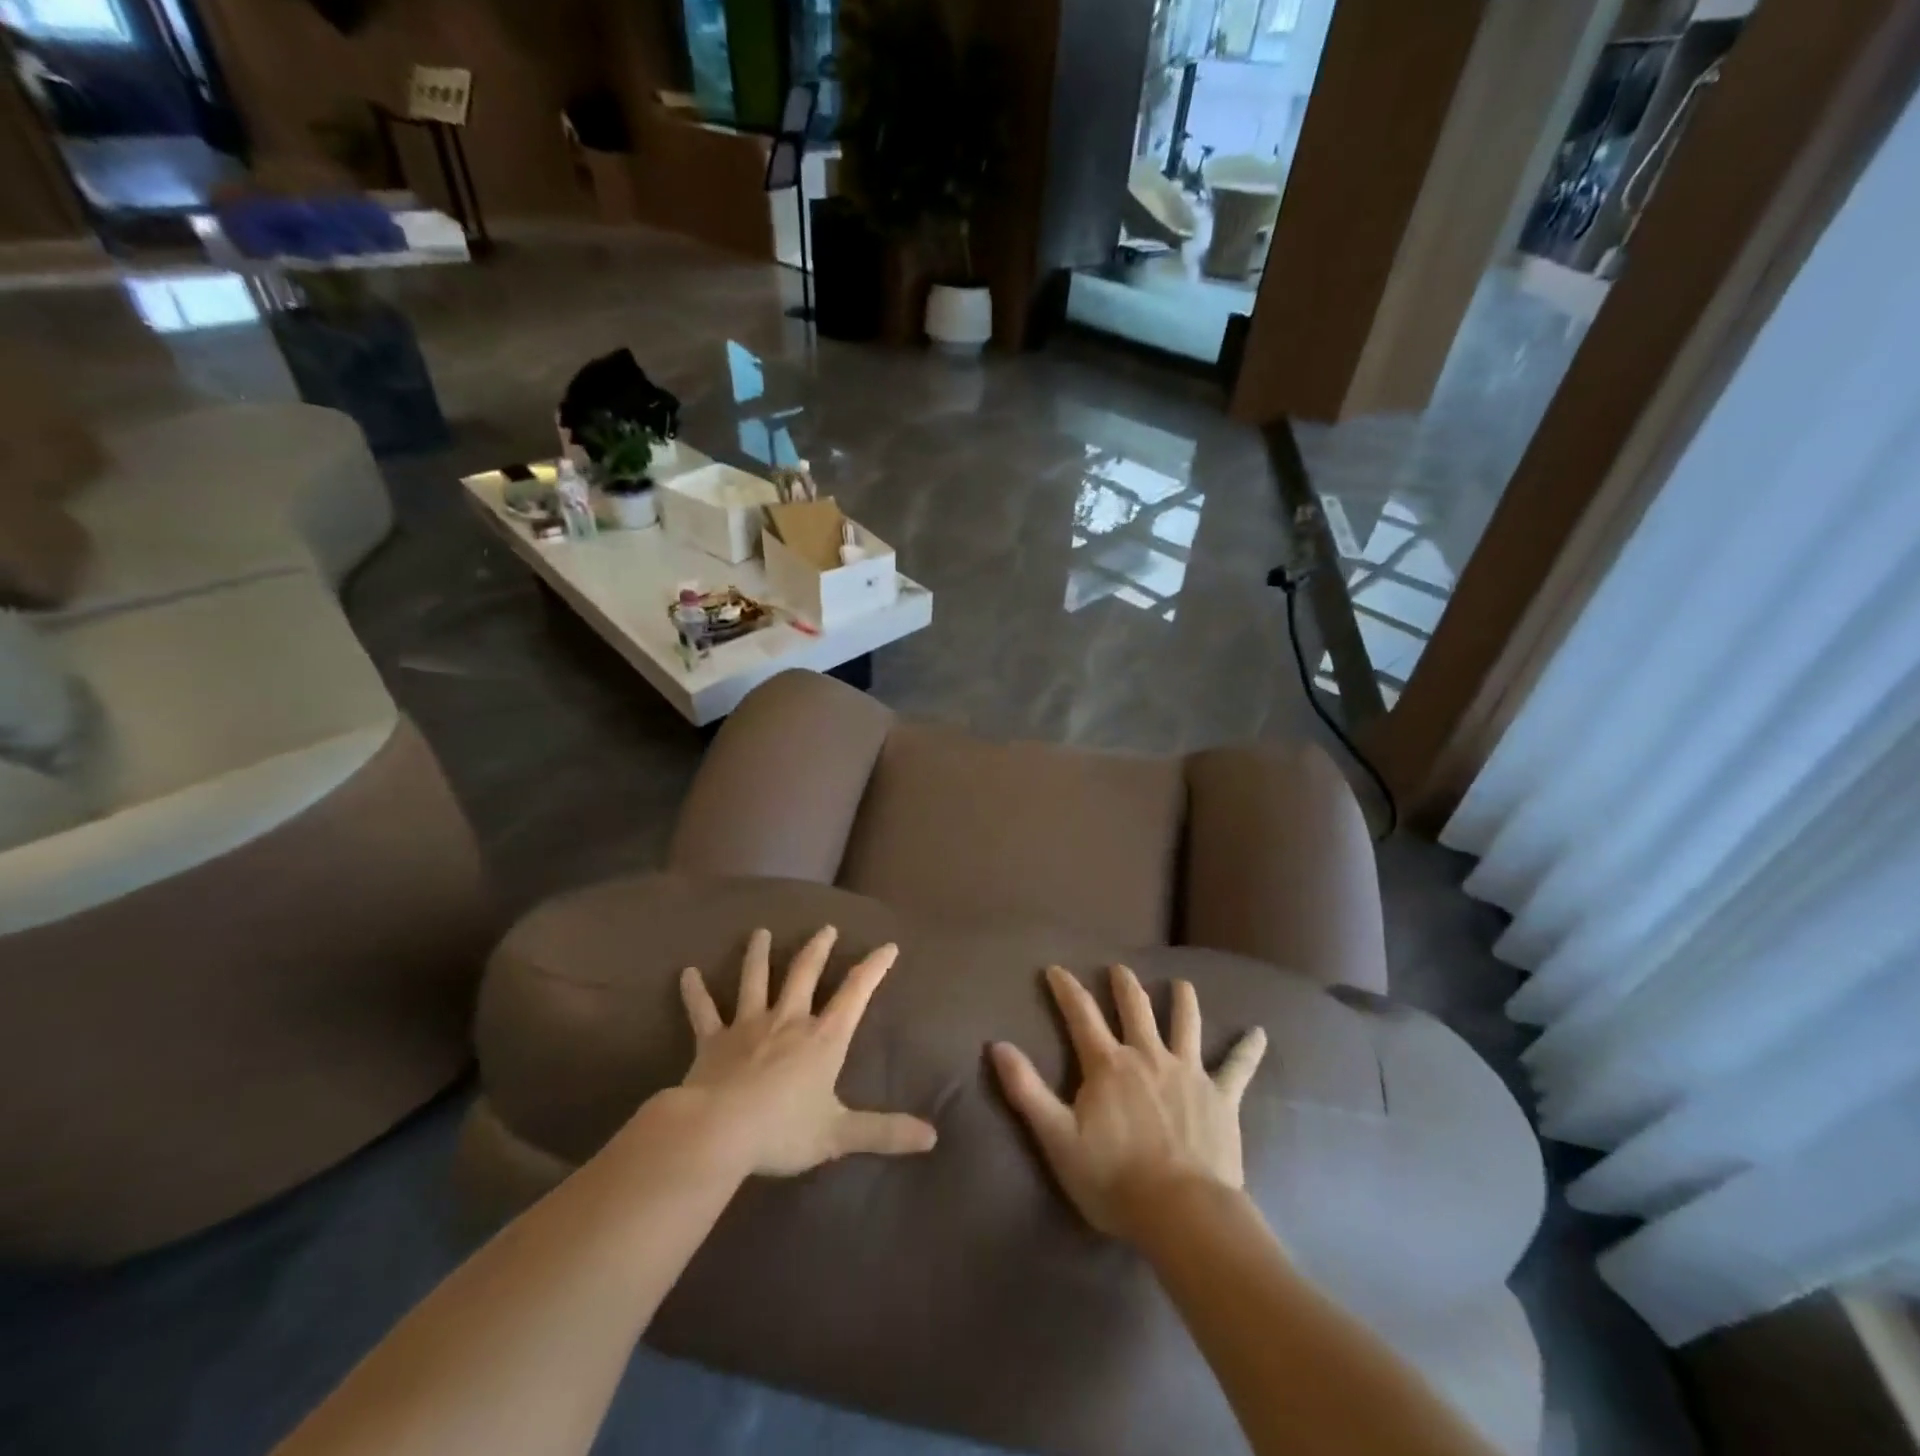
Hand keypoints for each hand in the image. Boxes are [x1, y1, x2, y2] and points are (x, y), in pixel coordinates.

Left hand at [677, 925, 938, 1176]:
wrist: (718, 1132)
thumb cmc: (782, 1131)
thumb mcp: (839, 1134)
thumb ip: (885, 1132)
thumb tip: (933, 1138)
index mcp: (823, 1038)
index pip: (855, 993)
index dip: (874, 968)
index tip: (887, 946)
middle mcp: (788, 1020)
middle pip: (804, 974)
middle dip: (818, 949)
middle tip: (826, 928)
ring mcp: (748, 1026)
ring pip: (754, 980)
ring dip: (758, 955)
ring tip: (760, 932)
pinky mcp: (712, 1041)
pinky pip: (702, 1011)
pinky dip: (694, 992)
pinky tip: (686, 973)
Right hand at [991, 964, 1266, 1240]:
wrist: (1183, 1214)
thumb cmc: (1114, 1178)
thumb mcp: (1057, 1138)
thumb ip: (1026, 1090)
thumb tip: (997, 1045)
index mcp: (1108, 1064)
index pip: (1081, 1015)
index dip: (1067, 989)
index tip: (1057, 969)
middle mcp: (1148, 1056)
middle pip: (1135, 1009)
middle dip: (1124, 985)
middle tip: (1119, 968)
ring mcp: (1188, 1073)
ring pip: (1185, 1025)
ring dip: (1182, 1001)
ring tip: (1181, 983)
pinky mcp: (1221, 1097)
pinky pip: (1237, 1068)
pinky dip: (1248, 1050)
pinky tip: (1260, 1033)